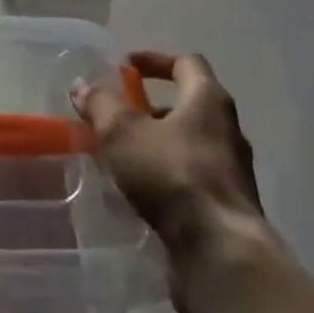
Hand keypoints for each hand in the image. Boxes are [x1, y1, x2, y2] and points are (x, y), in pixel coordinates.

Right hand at [72, 51, 265, 259]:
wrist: (221, 253)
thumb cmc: (172, 174)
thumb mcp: (122, 131)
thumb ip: (100, 104)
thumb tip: (82, 86)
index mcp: (208, 99)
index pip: (186, 62)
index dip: (154, 59)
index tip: (127, 66)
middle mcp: (227, 129)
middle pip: (189, 105)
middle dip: (151, 108)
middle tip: (119, 116)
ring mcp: (232, 171)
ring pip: (190, 144)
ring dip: (158, 144)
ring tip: (123, 157)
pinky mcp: (228, 207)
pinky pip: (193, 178)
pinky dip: (167, 176)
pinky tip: (141, 192)